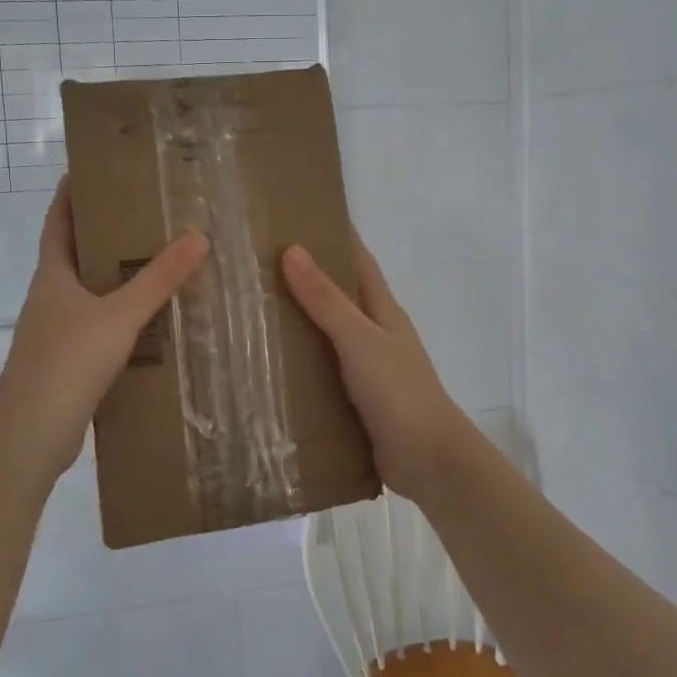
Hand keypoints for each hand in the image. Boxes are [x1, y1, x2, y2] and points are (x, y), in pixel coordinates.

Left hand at [0, 180, 208, 479]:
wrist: (33, 432)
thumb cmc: (69, 361)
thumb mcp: (120, 314)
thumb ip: (158, 279)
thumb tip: (198, 236)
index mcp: (52, 276)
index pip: (57, 221)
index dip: (69, 194)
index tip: (89, 169)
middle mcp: (49, 298)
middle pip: (73, 254)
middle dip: (101, 233)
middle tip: (141, 213)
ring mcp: (55, 332)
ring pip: (86, 293)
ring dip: (112, 277)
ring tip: (153, 263)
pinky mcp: (66, 363)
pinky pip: (96, 327)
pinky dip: (118, 317)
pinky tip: (148, 323)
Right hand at [281, 238, 476, 502]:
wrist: (428, 459)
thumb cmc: (398, 391)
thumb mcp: (359, 339)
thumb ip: (326, 300)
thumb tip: (292, 249)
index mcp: (381, 310)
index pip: (357, 260)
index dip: (334, 235)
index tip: (297, 216)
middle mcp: (373, 332)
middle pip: (337, 295)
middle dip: (304, 277)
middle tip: (255, 263)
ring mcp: (364, 366)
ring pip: (325, 333)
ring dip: (296, 321)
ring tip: (248, 309)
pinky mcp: (353, 398)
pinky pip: (320, 369)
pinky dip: (298, 362)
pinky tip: (265, 364)